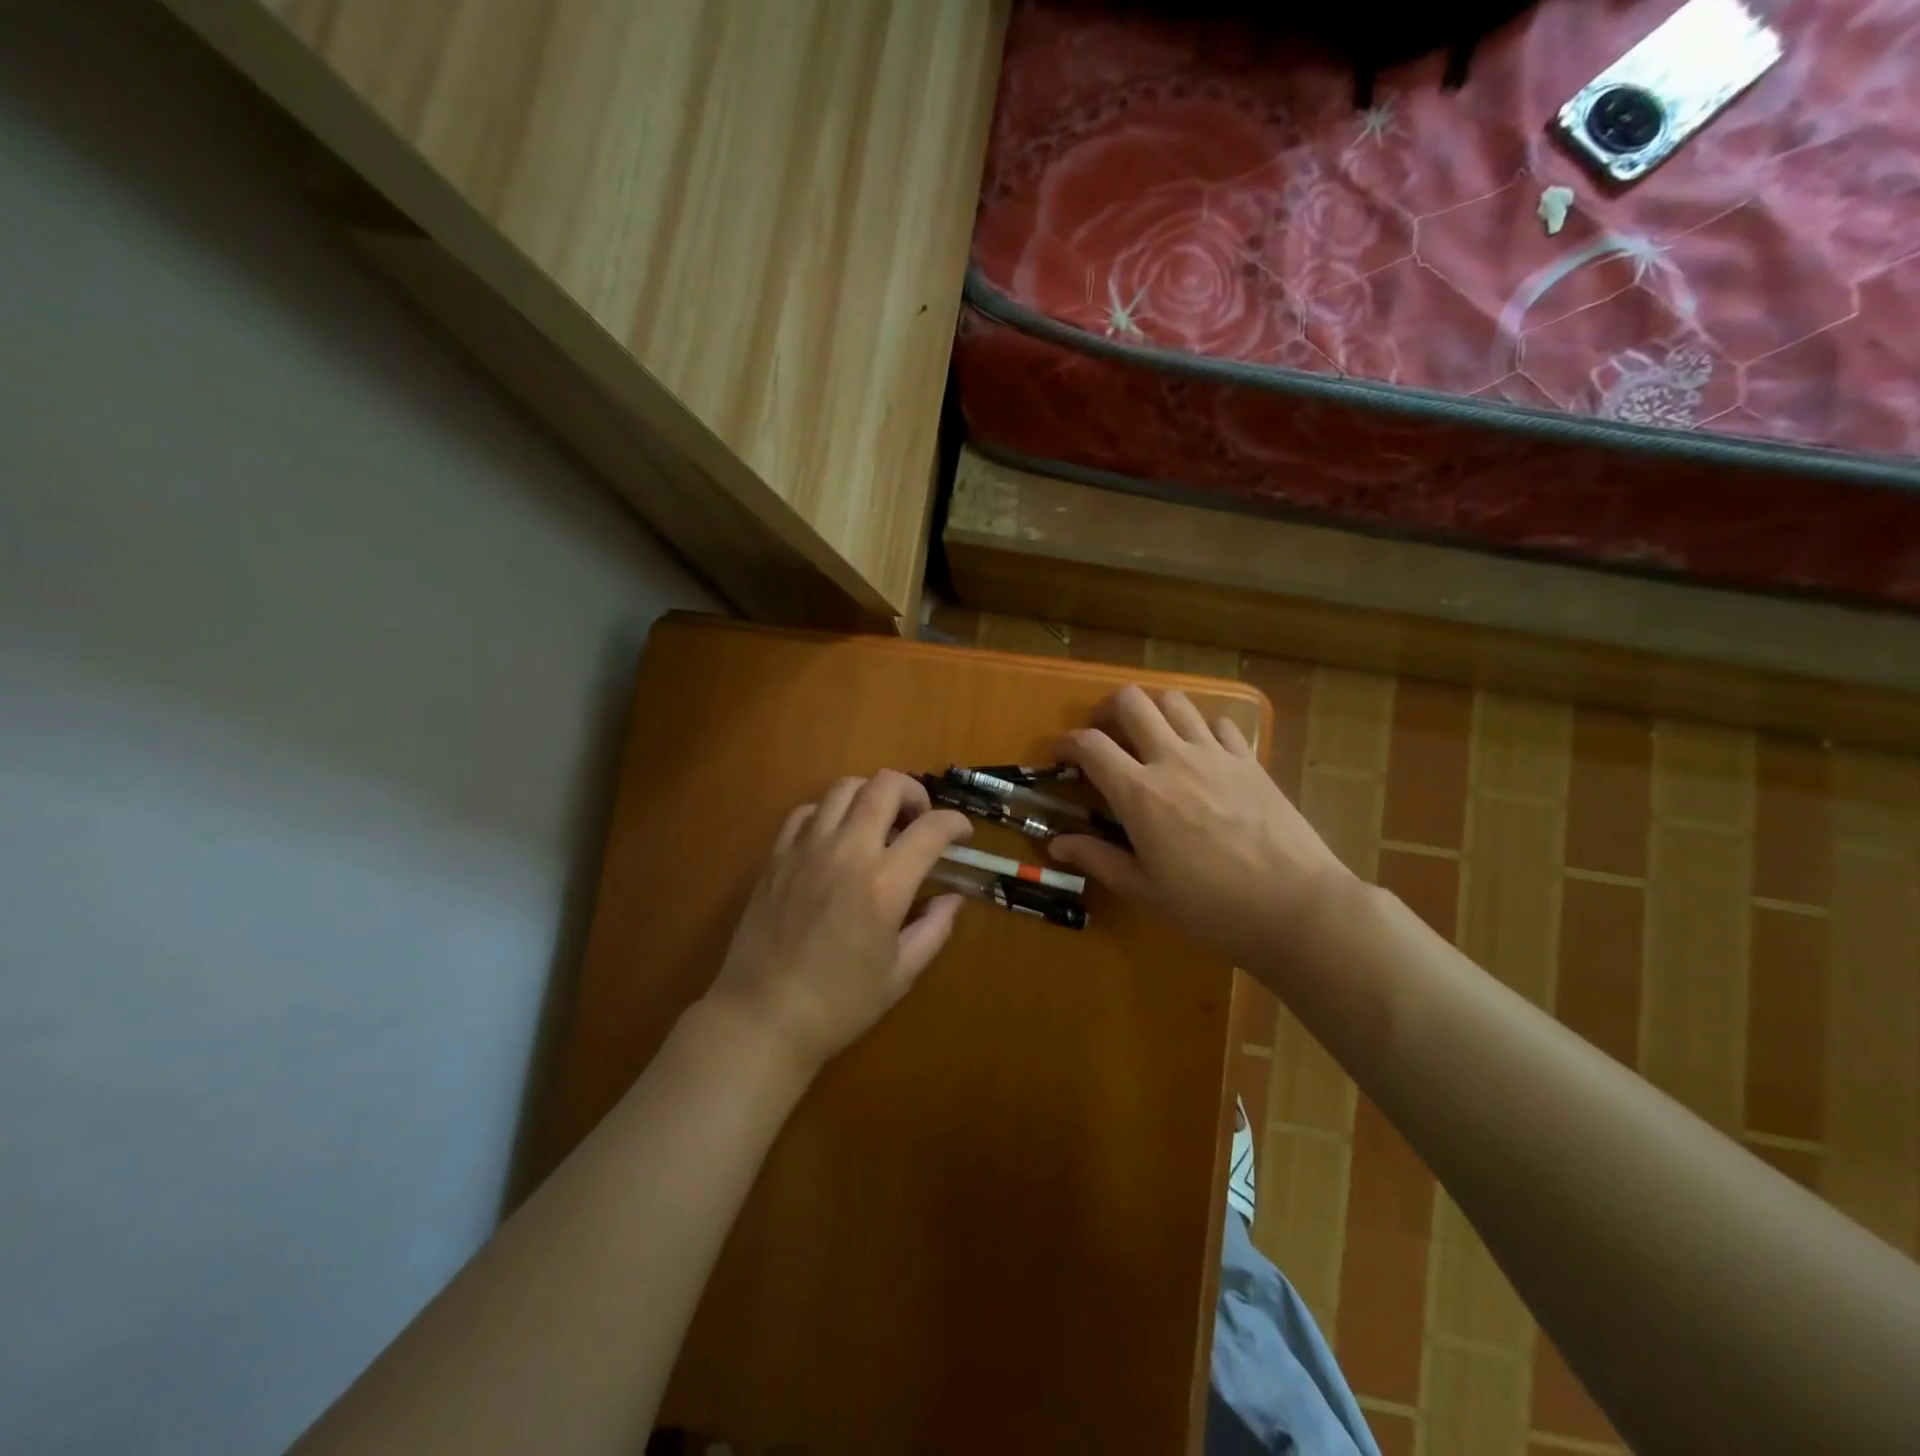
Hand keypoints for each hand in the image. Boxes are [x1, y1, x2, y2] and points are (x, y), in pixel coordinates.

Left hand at [703, 770, 972, 1077]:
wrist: (762, 1018)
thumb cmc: (839, 1004)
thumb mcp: (900, 974)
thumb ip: (934, 929)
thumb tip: (953, 898)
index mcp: (884, 885)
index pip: (931, 828)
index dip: (956, 824)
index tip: (963, 835)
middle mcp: (847, 852)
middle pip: (885, 785)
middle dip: (914, 792)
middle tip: (920, 820)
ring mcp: (806, 849)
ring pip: (845, 787)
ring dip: (872, 796)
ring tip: (879, 824)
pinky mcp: (777, 856)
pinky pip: (807, 811)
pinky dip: (830, 813)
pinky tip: (836, 838)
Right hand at [1049, 686, 1351, 969]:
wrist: (1296, 907)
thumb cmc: (1212, 908)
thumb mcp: (1146, 891)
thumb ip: (1099, 860)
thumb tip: (1057, 844)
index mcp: (1140, 794)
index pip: (1090, 745)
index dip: (1067, 743)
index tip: (1060, 755)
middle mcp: (1173, 760)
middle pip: (1132, 702)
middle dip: (1107, 709)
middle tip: (1104, 734)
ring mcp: (1216, 755)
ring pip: (1175, 702)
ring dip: (1153, 710)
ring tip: (1149, 735)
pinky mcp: (1250, 760)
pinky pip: (1219, 724)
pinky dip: (1199, 728)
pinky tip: (1200, 752)